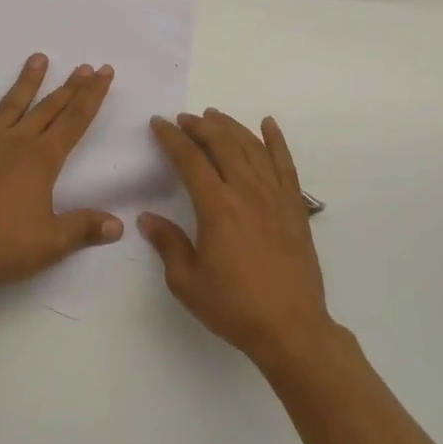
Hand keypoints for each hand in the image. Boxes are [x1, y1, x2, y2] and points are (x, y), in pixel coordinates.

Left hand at [0, 54, 122, 295]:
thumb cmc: (2, 248)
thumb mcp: (51, 243)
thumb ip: (84, 228)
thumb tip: (119, 225)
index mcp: (42, 160)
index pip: (75, 120)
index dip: (92, 95)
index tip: (104, 71)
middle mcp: (16, 142)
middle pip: (48, 108)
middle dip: (69, 87)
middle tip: (84, 66)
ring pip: (10, 105)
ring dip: (26, 82)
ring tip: (39, 58)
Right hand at [143, 110, 334, 366]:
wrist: (291, 328)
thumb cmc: (234, 306)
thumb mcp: (187, 282)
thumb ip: (167, 243)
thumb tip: (147, 218)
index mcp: (217, 207)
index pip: (190, 159)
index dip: (172, 138)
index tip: (159, 123)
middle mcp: (247, 191)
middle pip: (222, 144)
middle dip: (200, 126)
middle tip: (184, 118)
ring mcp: (275, 196)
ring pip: (252, 147)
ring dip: (231, 127)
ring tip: (214, 116)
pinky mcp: (295, 206)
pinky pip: (285, 163)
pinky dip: (276, 140)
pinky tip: (268, 125)